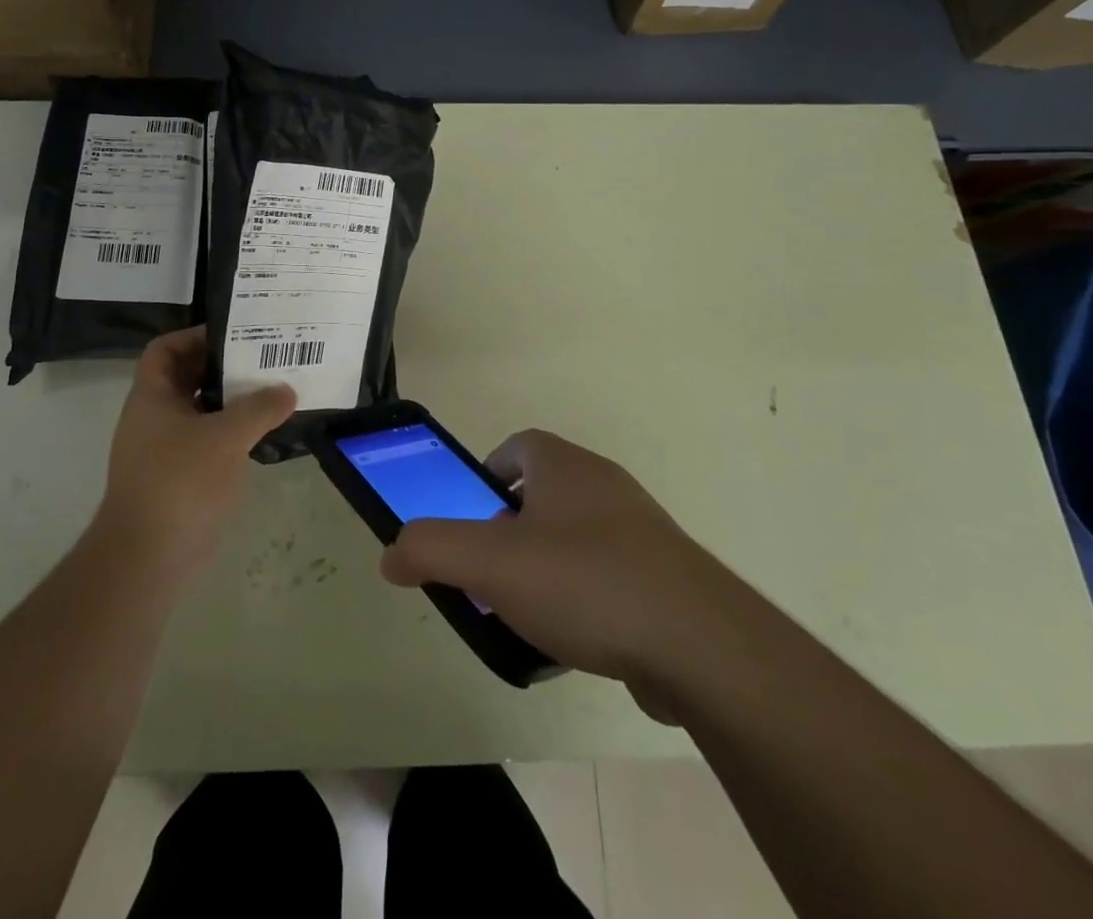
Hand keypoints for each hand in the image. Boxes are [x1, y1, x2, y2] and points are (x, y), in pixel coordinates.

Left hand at [94, 326, 295, 584]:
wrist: (148, 558)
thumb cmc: (180, 481)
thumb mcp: (227, 436)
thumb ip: (260, 407)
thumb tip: (287, 390)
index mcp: (152, 397)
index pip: (166, 349)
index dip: (195, 336)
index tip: (235, 335)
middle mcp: (154, 418)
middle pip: (188, 378)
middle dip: (224, 368)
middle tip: (265, 360)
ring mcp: (165, 451)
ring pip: (201, 412)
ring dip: (233, 403)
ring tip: (273, 393)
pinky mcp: (180, 479)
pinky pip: (208, 443)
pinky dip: (232, 435)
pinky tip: (264, 435)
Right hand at [380, 429, 703, 706]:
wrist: (700, 645)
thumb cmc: (585, 582)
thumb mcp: (490, 564)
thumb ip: (431, 550)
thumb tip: (391, 554)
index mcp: (564, 466)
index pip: (516, 447)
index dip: (486, 475)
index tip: (470, 516)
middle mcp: (604, 485)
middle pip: (543, 493)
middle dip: (510, 527)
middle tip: (490, 571)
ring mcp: (641, 530)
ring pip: (575, 536)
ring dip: (545, 564)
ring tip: (525, 612)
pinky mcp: (666, 576)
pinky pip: (609, 574)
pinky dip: (583, 597)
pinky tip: (574, 640)